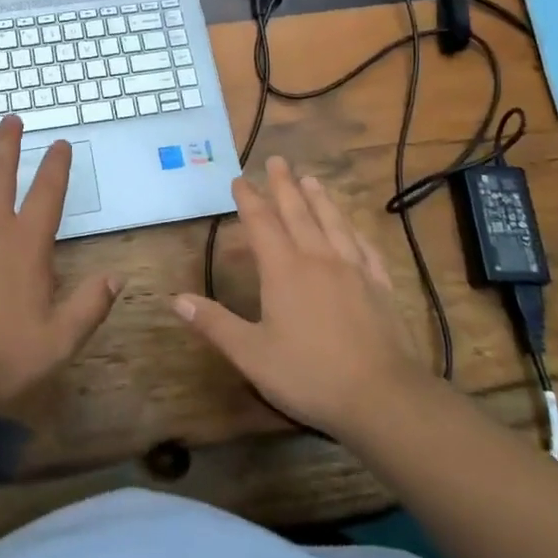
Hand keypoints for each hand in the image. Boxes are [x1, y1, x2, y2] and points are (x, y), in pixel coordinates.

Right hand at [172, 156, 425, 437]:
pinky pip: (365, 249)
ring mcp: (354, 270)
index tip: (239, 179)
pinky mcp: (380, 287)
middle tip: (277, 160)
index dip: (249, 199)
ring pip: (333, 223)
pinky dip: (355, 232)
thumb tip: (175, 298)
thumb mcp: (251, 354)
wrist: (382, 397)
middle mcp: (318, 259)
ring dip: (320, 199)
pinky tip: (354, 230)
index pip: (261, 223)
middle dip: (284, 185)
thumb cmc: (309, 375)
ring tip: (312, 179)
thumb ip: (214, 323)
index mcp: (284, 270)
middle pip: (298, 212)